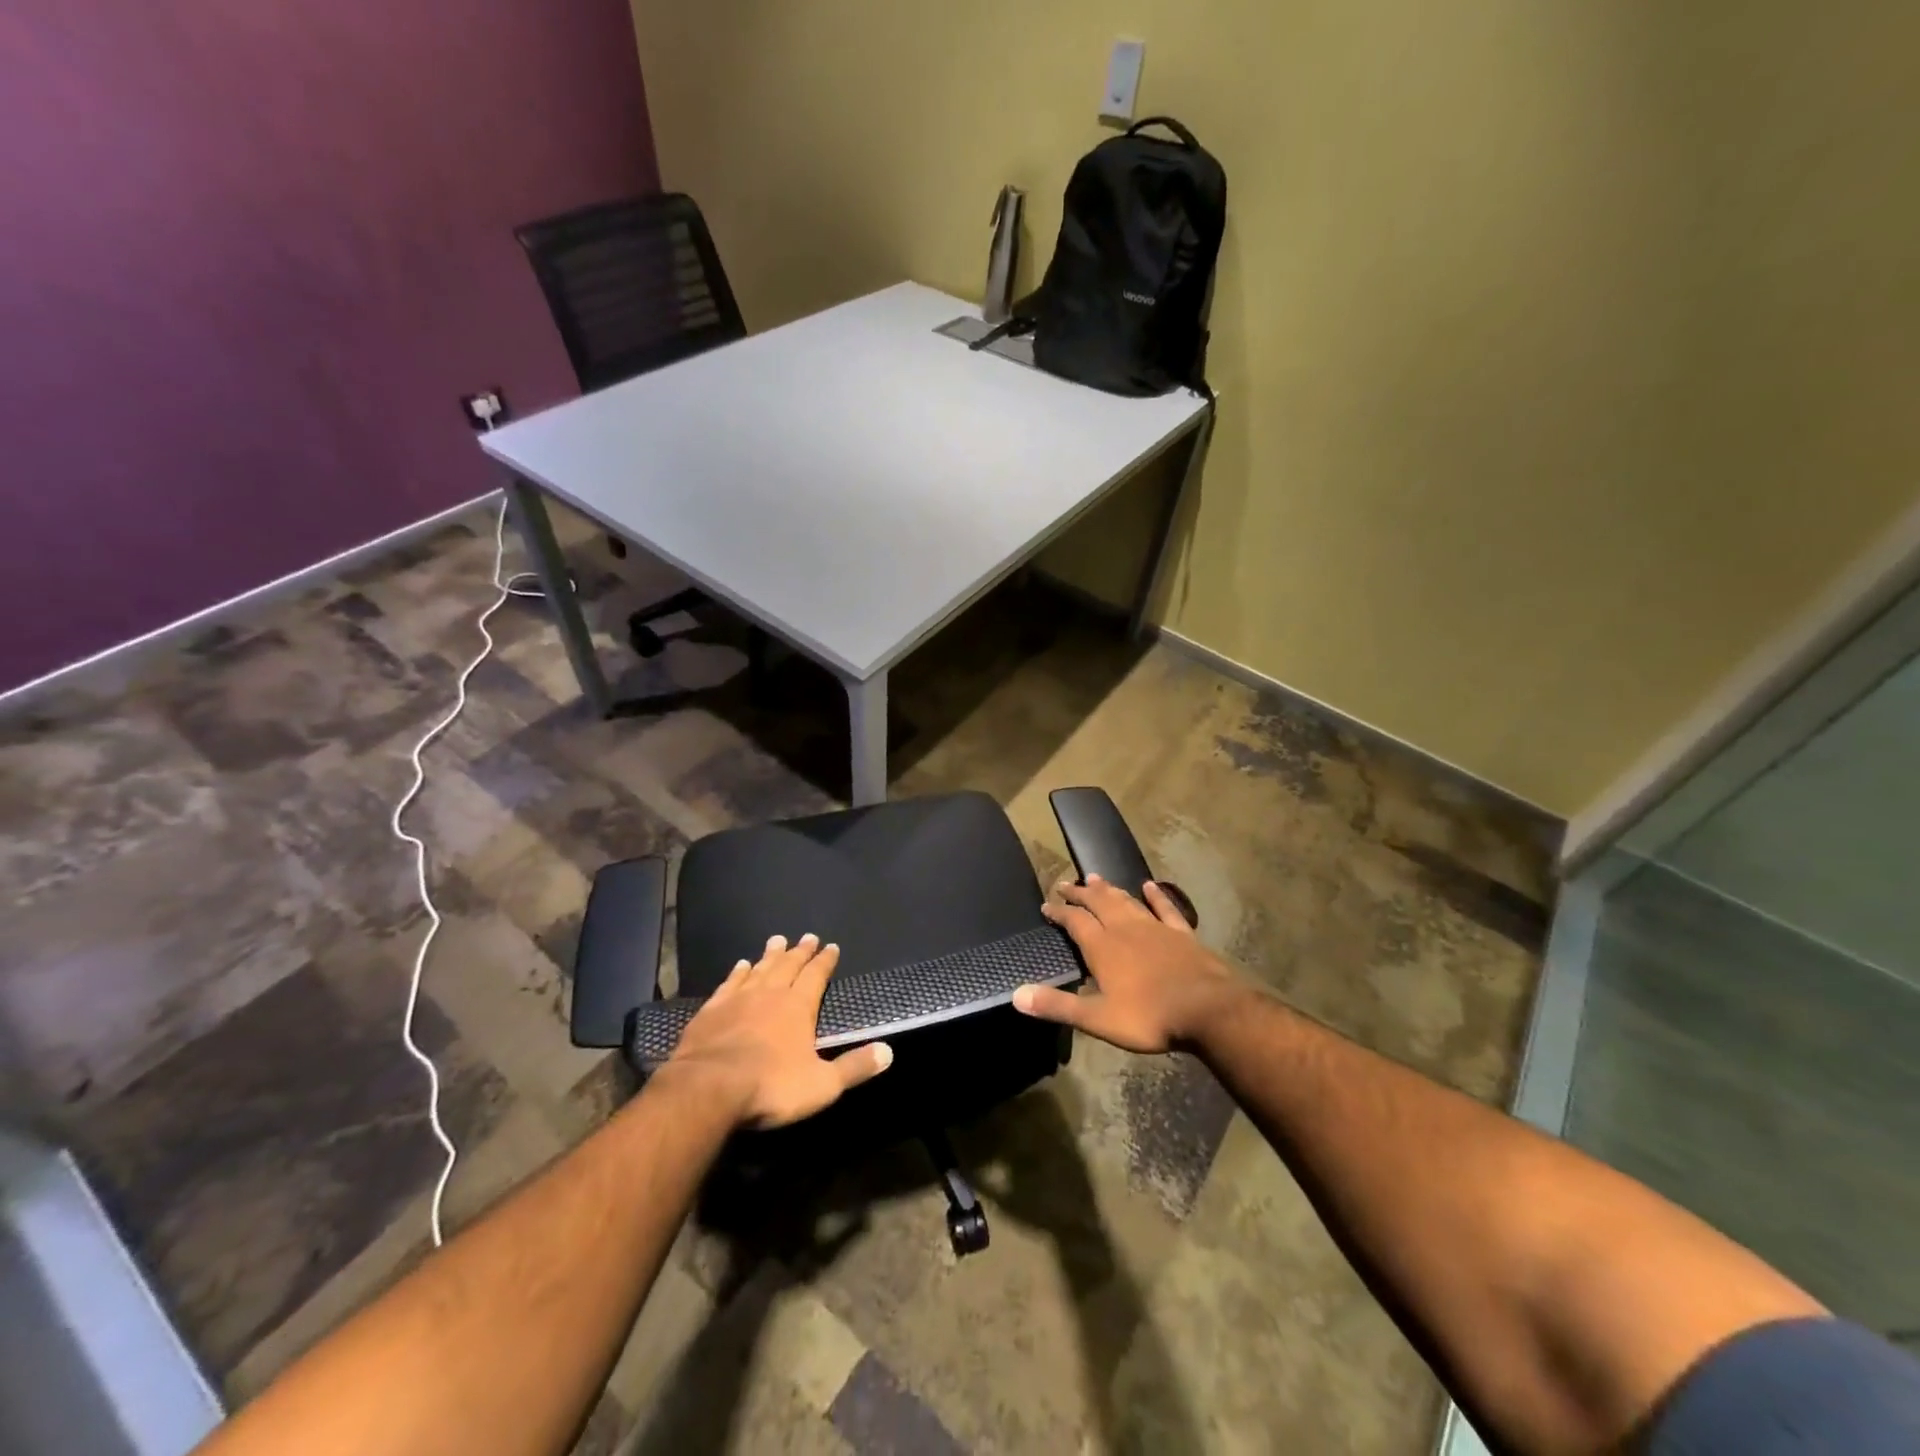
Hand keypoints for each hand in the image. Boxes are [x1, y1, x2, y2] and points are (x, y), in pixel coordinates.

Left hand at [667, 934, 891, 1127]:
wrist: (709, 1088)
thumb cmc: (771, 1086)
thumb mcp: (822, 1084)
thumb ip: (854, 1067)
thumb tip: (888, 1052)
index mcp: (798, 1007)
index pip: (816, 976)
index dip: (825, 961)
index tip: (832, 946)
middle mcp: (770, 994)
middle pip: (788, 966)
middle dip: (800, 951)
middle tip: (807, 937)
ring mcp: (738, 1000)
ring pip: (759, 969)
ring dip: (770, 955)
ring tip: (777, 940)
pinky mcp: (711, 1011)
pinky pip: (729, 984)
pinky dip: (737, 973)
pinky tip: (740, 965)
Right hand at [1014, 876, 1241, 1052]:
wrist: (1207, 1009)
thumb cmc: (1149, 1016)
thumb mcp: (1097, 1018)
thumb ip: (1058, 1006)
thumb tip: (1017, 995)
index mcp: (1103, 947)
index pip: (1075, 921)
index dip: (1059, 912)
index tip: (1046, 906)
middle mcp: (1125, 928)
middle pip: (1098, 903)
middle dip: (1079, 893)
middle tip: (1065, 884)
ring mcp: (1155, 927)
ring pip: (1126, 901)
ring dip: (1109, 889)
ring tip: (1095, 878)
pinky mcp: (1181, 933)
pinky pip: (1165, 908)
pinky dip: (1156, 896)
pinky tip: (1150, 885)